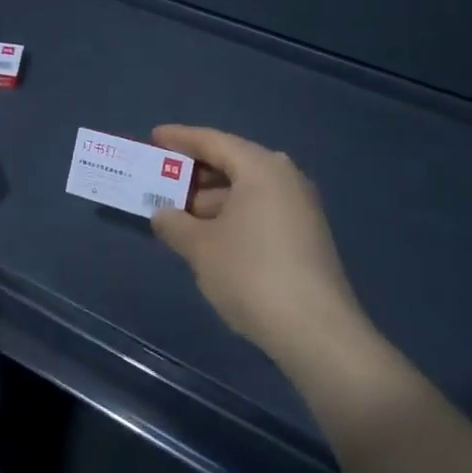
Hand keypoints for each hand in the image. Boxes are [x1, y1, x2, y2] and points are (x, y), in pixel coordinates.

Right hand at [150, 125, 370, 367]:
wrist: (318, 334)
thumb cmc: (251, 274)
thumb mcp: (200, 247)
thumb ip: (174, 223)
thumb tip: (163, 214)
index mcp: (260, 168)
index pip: (212, 141)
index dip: (179, 138)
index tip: (154, 138)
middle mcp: (285, 178)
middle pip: (232, 163)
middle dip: (195, 173)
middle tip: (162, 180)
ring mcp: (300, 207)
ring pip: (246, 190)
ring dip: (211, 199)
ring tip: (179, 215)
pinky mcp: (306, 236)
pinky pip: (260, 210)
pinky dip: (232, 216)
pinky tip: (210, 237)